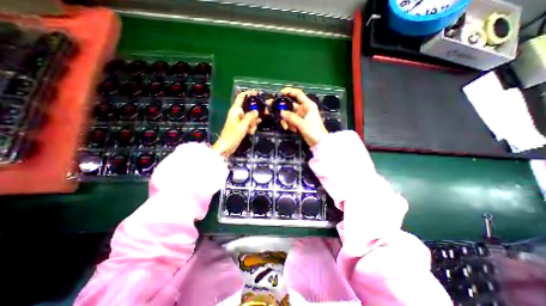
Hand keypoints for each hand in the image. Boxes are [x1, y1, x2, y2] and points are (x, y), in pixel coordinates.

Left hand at [212, 90, 260, 157]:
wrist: (226, 147)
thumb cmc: (232, 135)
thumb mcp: (242, 126)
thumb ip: (250, 117)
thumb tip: (256, 111)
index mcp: (235, 110)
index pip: (241, 97)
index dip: (249, 93)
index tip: (258, 93)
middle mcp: (238, 114)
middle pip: (248, 108)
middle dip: (255, 113)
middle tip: (265, 113)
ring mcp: (240, 121)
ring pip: (250, 118)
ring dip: (253, 123)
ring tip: (252, 129)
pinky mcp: (241, 127)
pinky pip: (249, 124)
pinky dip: (251, 128)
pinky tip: (250, 132)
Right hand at [279, 87, 325, 146]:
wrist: (319, 142)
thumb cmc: (313, 131)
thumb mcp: (302, 124)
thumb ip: (291, 117)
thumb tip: (281, 112)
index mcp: (308, 105)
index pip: (298, 94)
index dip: (289, 91)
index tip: (279, 93)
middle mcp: (304, 109)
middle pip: (290, 105)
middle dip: (281, 108)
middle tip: (270, 109)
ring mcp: (301, 116)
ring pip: (289, 114)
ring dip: (286, 120)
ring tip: (287, 127)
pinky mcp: (299, 122)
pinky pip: (291, 121)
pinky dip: (289, 124)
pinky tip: (292, 130)